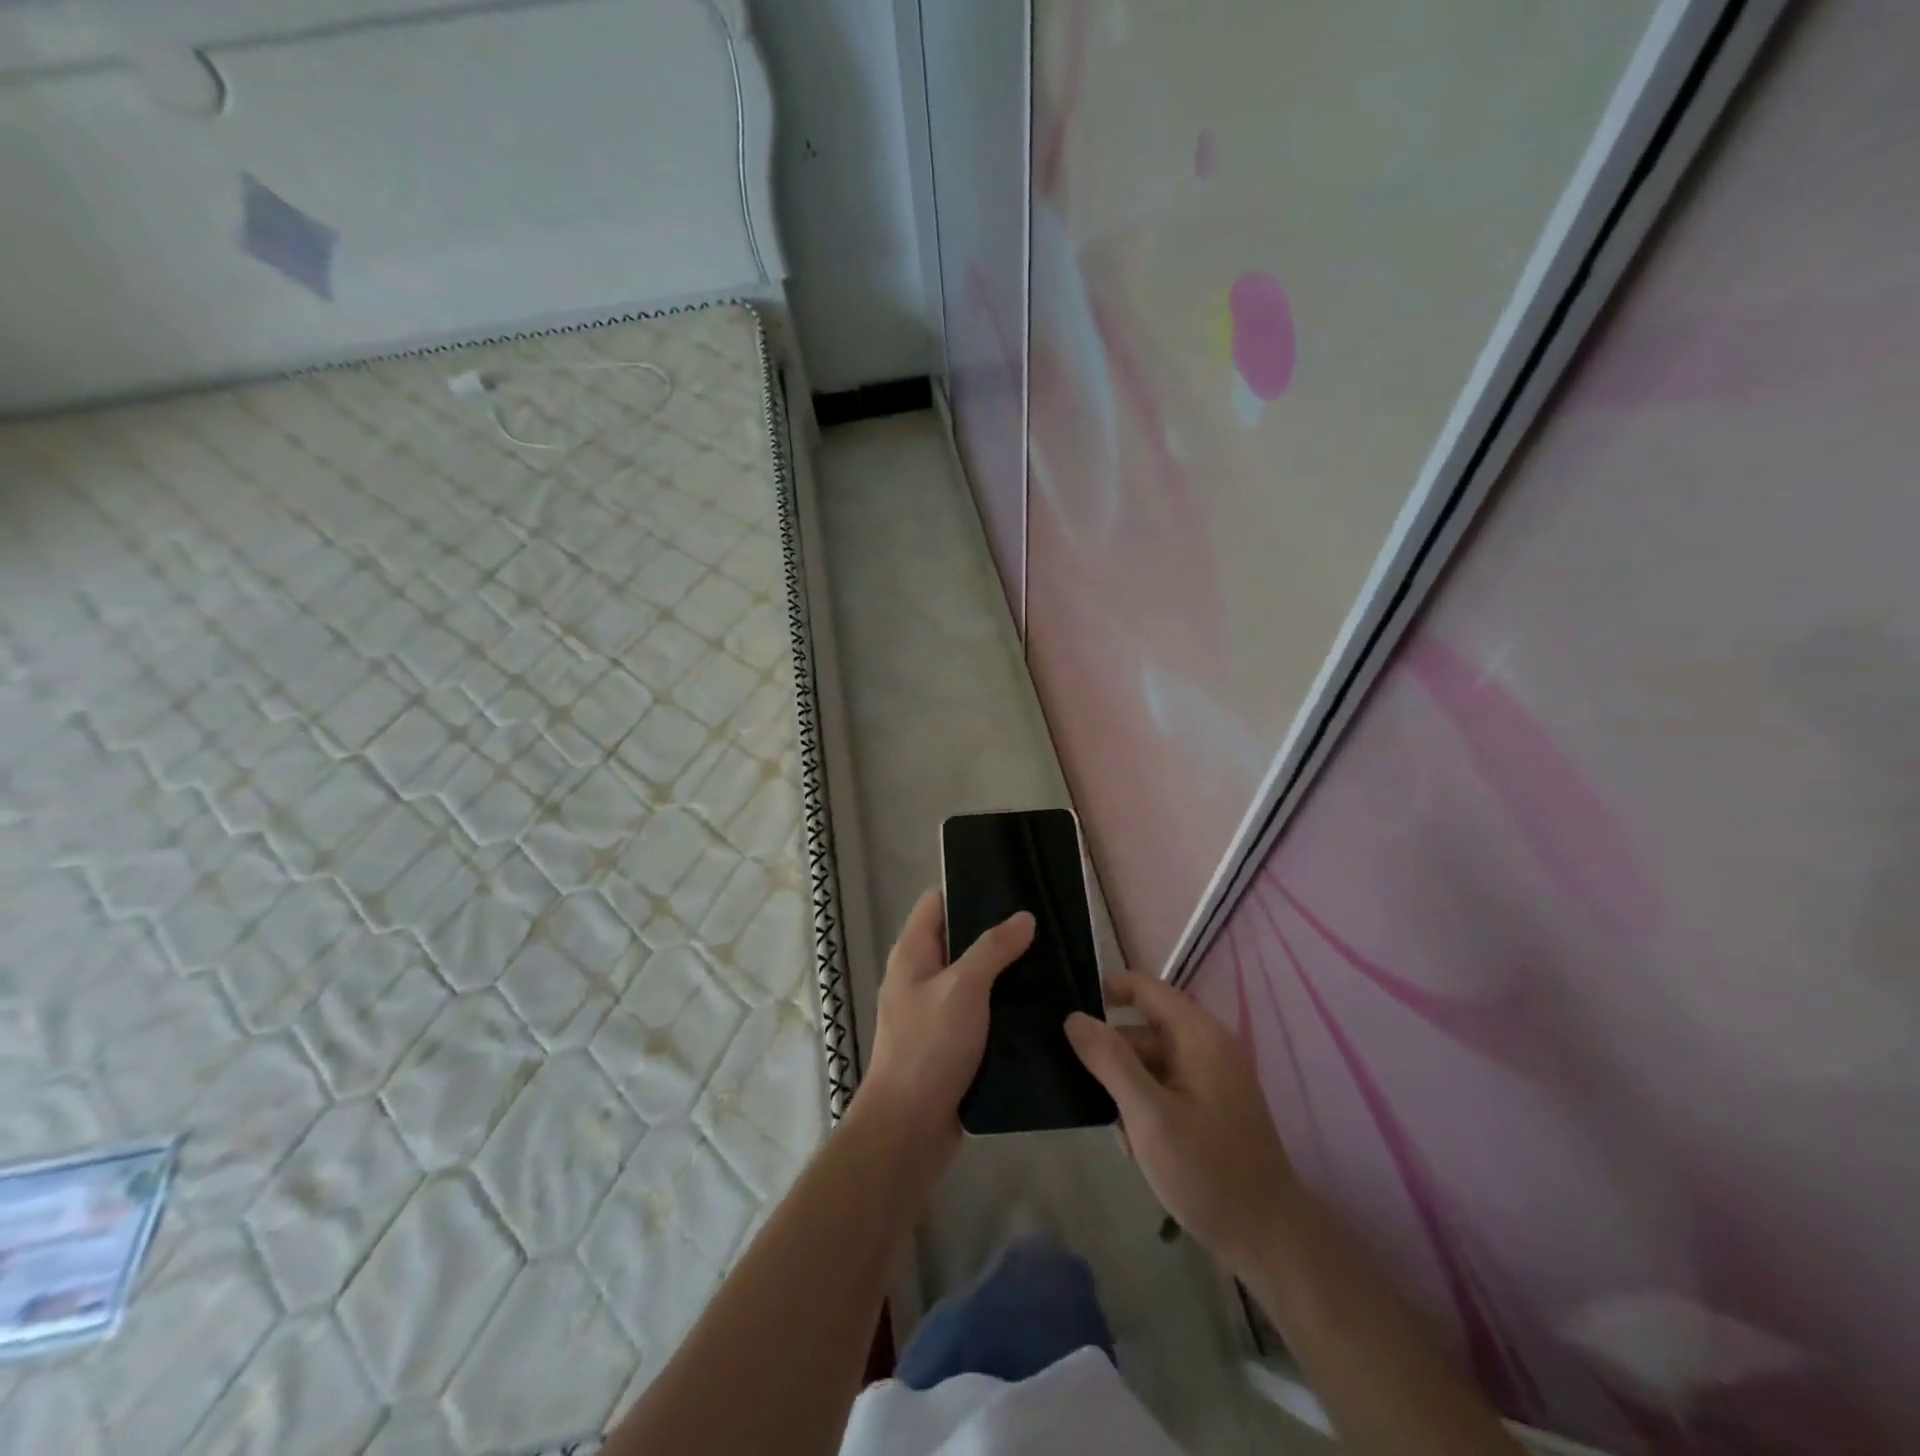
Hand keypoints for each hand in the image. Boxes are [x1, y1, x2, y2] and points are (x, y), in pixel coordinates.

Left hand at [856, 887, 1034, 1146]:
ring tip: (1050, 956)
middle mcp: (920, 974)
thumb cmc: (928, 1047)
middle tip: (1043, 921)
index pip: (937, 901)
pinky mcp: (951, 1039)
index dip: (968, 887)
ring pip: (973, 974)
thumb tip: (1024, 916)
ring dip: (1003, 968)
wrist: (909, 1129)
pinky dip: (1002, 1002)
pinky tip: (1038, 1001)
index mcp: (912, 952)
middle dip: (995, 928)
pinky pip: (979, 1008)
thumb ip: (992, 948)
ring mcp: (934, 1008)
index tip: (1011, 883)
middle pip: (958, 936)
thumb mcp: (963, 989)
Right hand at [1066, 973, 1297, 1273]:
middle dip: (1112, 1055)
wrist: (1269, 1241)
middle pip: (1144, 1029)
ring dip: (1126, 1088)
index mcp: (1199, 1035)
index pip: (1144, 987)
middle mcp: (1208, 1046)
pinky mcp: (1212, 1107)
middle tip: (1080, 1086)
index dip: (1105, 992)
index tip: (1069, 1016)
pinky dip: (1145, 1106)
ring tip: (1113, 1129)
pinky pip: (1166, 1088)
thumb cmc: (1207, 1171)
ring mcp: (1212, 1078)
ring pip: (1152, 1063)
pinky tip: (1136, 1146)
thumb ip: (1110, 1060)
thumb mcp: (1149, 1115)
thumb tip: (1074, 1017)